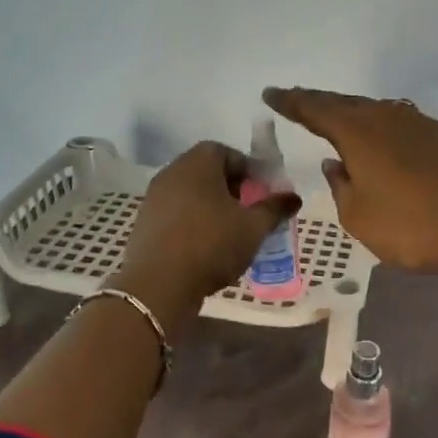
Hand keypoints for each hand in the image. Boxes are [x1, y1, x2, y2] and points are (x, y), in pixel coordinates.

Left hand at [117, 141, 302, 310]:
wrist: (158, 284)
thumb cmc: (212, 244)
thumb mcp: (253, 228)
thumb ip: (274, 209)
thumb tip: (294, 197)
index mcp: (198, 162)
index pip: (227, 152)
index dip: (248, 170)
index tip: (261, 193)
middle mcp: (172, 172)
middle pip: (206, 171)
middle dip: (230, 188)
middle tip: (248, 212)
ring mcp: (154, 197)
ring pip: (190, 194)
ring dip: (210, 207)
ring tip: (229, 233)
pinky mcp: (144, 222)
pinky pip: (175, 213)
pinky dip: (191, 222)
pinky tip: (204, 247)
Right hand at [263, 87, 437, 277]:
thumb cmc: (411, 226)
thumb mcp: (359, 217)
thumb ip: (341, 187)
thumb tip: (337, 165)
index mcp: (359, 133)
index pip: (315, 110)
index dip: (291, 102)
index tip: (271, 94)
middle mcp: (388, 118)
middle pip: (346, 104)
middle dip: (319, 102)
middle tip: (299, 100)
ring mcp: (422, 124)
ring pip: (379, 110)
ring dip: (355, 113)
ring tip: (340, 118)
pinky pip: (405, 124)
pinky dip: (385, 127)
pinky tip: (386, 140)